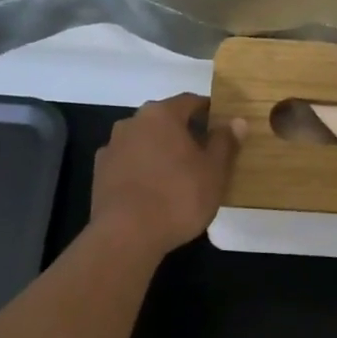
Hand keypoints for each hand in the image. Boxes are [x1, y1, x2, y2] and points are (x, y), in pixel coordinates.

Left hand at [89, 94, 243, 258]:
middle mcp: (132, 122)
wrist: (125, 235)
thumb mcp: (214, 171)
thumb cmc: (178, 197)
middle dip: (184, 132)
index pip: (190, 102)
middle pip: (165, 120)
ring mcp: (112, 147)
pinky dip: (143, 169)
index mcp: (161, 114)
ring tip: (179, 174)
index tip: (222, 126)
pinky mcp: (100, 173)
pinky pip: (129, 162)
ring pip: (144, 141)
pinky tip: (154, 190)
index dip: (209, 111)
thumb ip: (225, 142)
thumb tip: (236, 121)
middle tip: (204, 153)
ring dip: (161, 150)